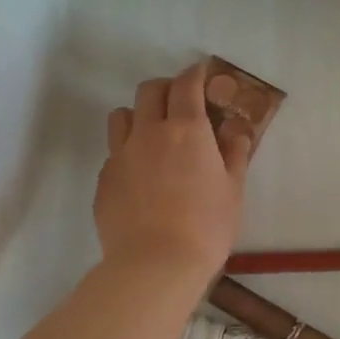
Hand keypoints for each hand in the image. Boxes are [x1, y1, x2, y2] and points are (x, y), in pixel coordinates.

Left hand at [95, 62, 251, 280]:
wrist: (154, 266)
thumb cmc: (206, 227)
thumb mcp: (233, 190)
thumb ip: (235, 153)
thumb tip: (236, 130)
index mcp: (186, 130)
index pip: (186, 85)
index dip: (195, 73)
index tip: (202, 72)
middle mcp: (149, 133)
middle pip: (149, 91)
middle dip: (166, 88)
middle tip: (181, 103)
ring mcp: (121, 156)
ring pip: (122, 116)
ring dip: (139, 115)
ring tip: (153, 134)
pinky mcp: (104, 180)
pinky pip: (114, 152)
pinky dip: (128, 151)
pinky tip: (141, 175)